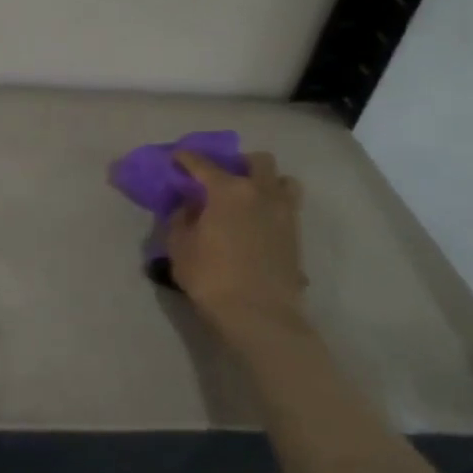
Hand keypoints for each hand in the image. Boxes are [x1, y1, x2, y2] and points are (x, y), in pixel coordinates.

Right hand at [167, 151, 308, 332]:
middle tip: (221, 179)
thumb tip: (188, 206)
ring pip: (282, 179)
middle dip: (237, 163)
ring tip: (249, 197)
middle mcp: (260, 192)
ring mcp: (283, 211)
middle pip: (256, 161)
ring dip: (265, 181)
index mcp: (227, 191)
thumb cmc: (211, 278)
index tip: (177, 158)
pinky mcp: (296, 233)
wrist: (259, 314)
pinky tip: (258, 222)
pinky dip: (273, 205)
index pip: (203, 164)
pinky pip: (288, 205)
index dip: (186, 158)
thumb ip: (181, 219)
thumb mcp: (180, 248)